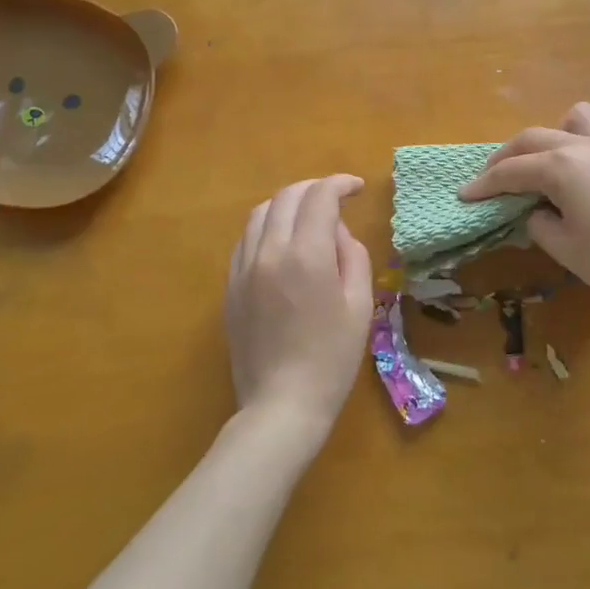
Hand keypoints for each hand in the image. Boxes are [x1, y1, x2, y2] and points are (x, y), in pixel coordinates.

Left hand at [225, 176, 373, 442]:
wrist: (282, 404)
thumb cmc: (332, 358)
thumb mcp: (359, 305)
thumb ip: (352, 256)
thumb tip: (337, 231)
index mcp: (306, 255)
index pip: (319, 197)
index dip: (340, 184)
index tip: (357, 188)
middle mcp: (269, 252)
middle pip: (286, 197)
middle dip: (314, 188)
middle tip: (336, 197)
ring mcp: (243, 269)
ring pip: (260, 214)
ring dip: (287, 204)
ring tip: (308, 216)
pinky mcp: (230, 287)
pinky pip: (245, 241)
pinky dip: (266, 228)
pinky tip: (282, 244)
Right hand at [458, 103, 589, 314]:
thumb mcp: (566, 249)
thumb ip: (540, 222)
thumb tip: (539, 209)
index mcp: (563, 166)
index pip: (512, 170)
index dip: (484, 184)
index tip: (465, 194)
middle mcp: (588, 143)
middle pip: (535, 138)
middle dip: (508, 156)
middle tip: (493, 177)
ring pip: (576, 119)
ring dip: (554, 136)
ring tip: (552, 163)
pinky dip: (586, 148)